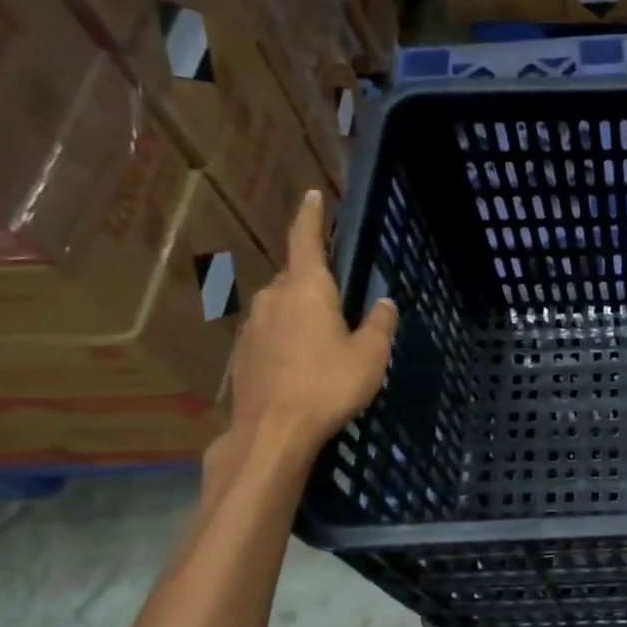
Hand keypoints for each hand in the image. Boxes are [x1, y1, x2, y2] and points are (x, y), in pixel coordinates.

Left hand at [226, 190, 397, 459]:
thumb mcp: (369, 356)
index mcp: (306, 289)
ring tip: (324, 335)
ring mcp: (252, 326)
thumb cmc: (327, 385)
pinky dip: (288, 336)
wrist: (272, 431)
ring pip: (281, 306)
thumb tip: (384, 303)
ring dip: (301, 312)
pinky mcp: (242, 353)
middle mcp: (273, 298)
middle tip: (339, 295)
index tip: (312, 195)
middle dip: (315, 280)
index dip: (311, 217)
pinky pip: (271, 332)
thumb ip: (379, 324)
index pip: (306, 240)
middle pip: (295, 277)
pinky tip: (302, 361)